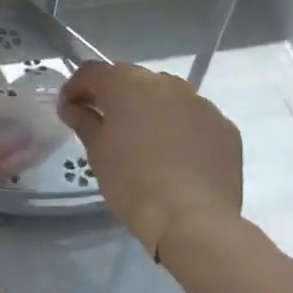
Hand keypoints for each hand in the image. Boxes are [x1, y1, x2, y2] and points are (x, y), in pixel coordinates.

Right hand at [58, 62, 242, 260]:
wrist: (192, 220)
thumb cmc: (132, 183)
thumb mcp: (97, 152)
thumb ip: (84, 121)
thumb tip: (75, 108)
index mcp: (127, 84)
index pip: (93, 72)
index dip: (76, 88)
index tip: (69, 110)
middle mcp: (165, 83)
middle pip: (131, 80)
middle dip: (114, 97)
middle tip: (104, 123)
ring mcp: (199, 103)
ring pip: (166, 96)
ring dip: (150, 109)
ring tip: (144, 139)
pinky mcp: (224, 127)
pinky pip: (193, 118)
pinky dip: (180, 127)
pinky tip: (175, 154)